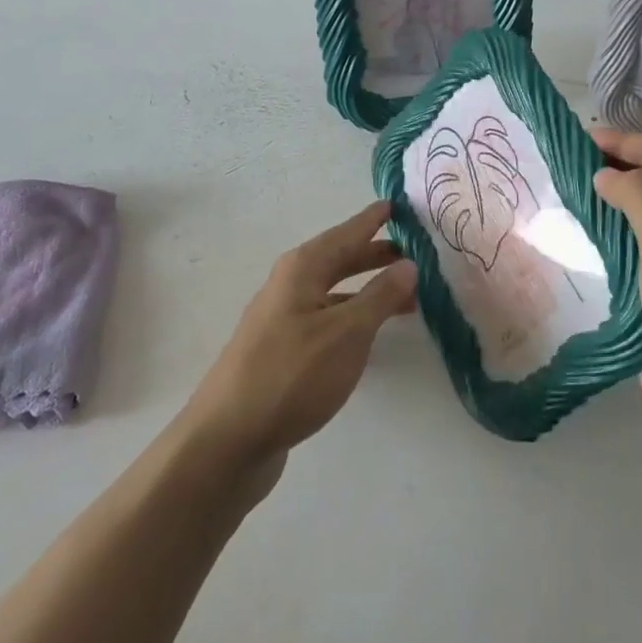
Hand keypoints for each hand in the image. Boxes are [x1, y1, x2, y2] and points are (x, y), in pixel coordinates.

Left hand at [185, 200, 414, 472]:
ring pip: (333, 292)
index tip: (397, 204)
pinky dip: (352, 317)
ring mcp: (282, 320)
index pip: (346, 233)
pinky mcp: (281, 352)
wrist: (229, 438)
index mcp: (302, 269)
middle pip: (338, 260)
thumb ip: (380, 296)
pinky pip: (326, 319)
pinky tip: (368, 336)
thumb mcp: (347, 332)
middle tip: (412, 253)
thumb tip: (408, 263)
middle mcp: (289, 286)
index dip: (372, 220)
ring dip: (367, 290)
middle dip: (374, 255)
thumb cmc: (292, 374)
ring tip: (405, 298)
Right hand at [591, 129, 641, 505]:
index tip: (575, 137)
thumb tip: (606, 173)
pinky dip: (607, 241)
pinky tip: (574, 239)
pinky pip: (635, 257)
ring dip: (607, 204)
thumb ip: (641, 203)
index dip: (624, 142)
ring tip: (560, 193)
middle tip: (561, 163)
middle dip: (615, 168)